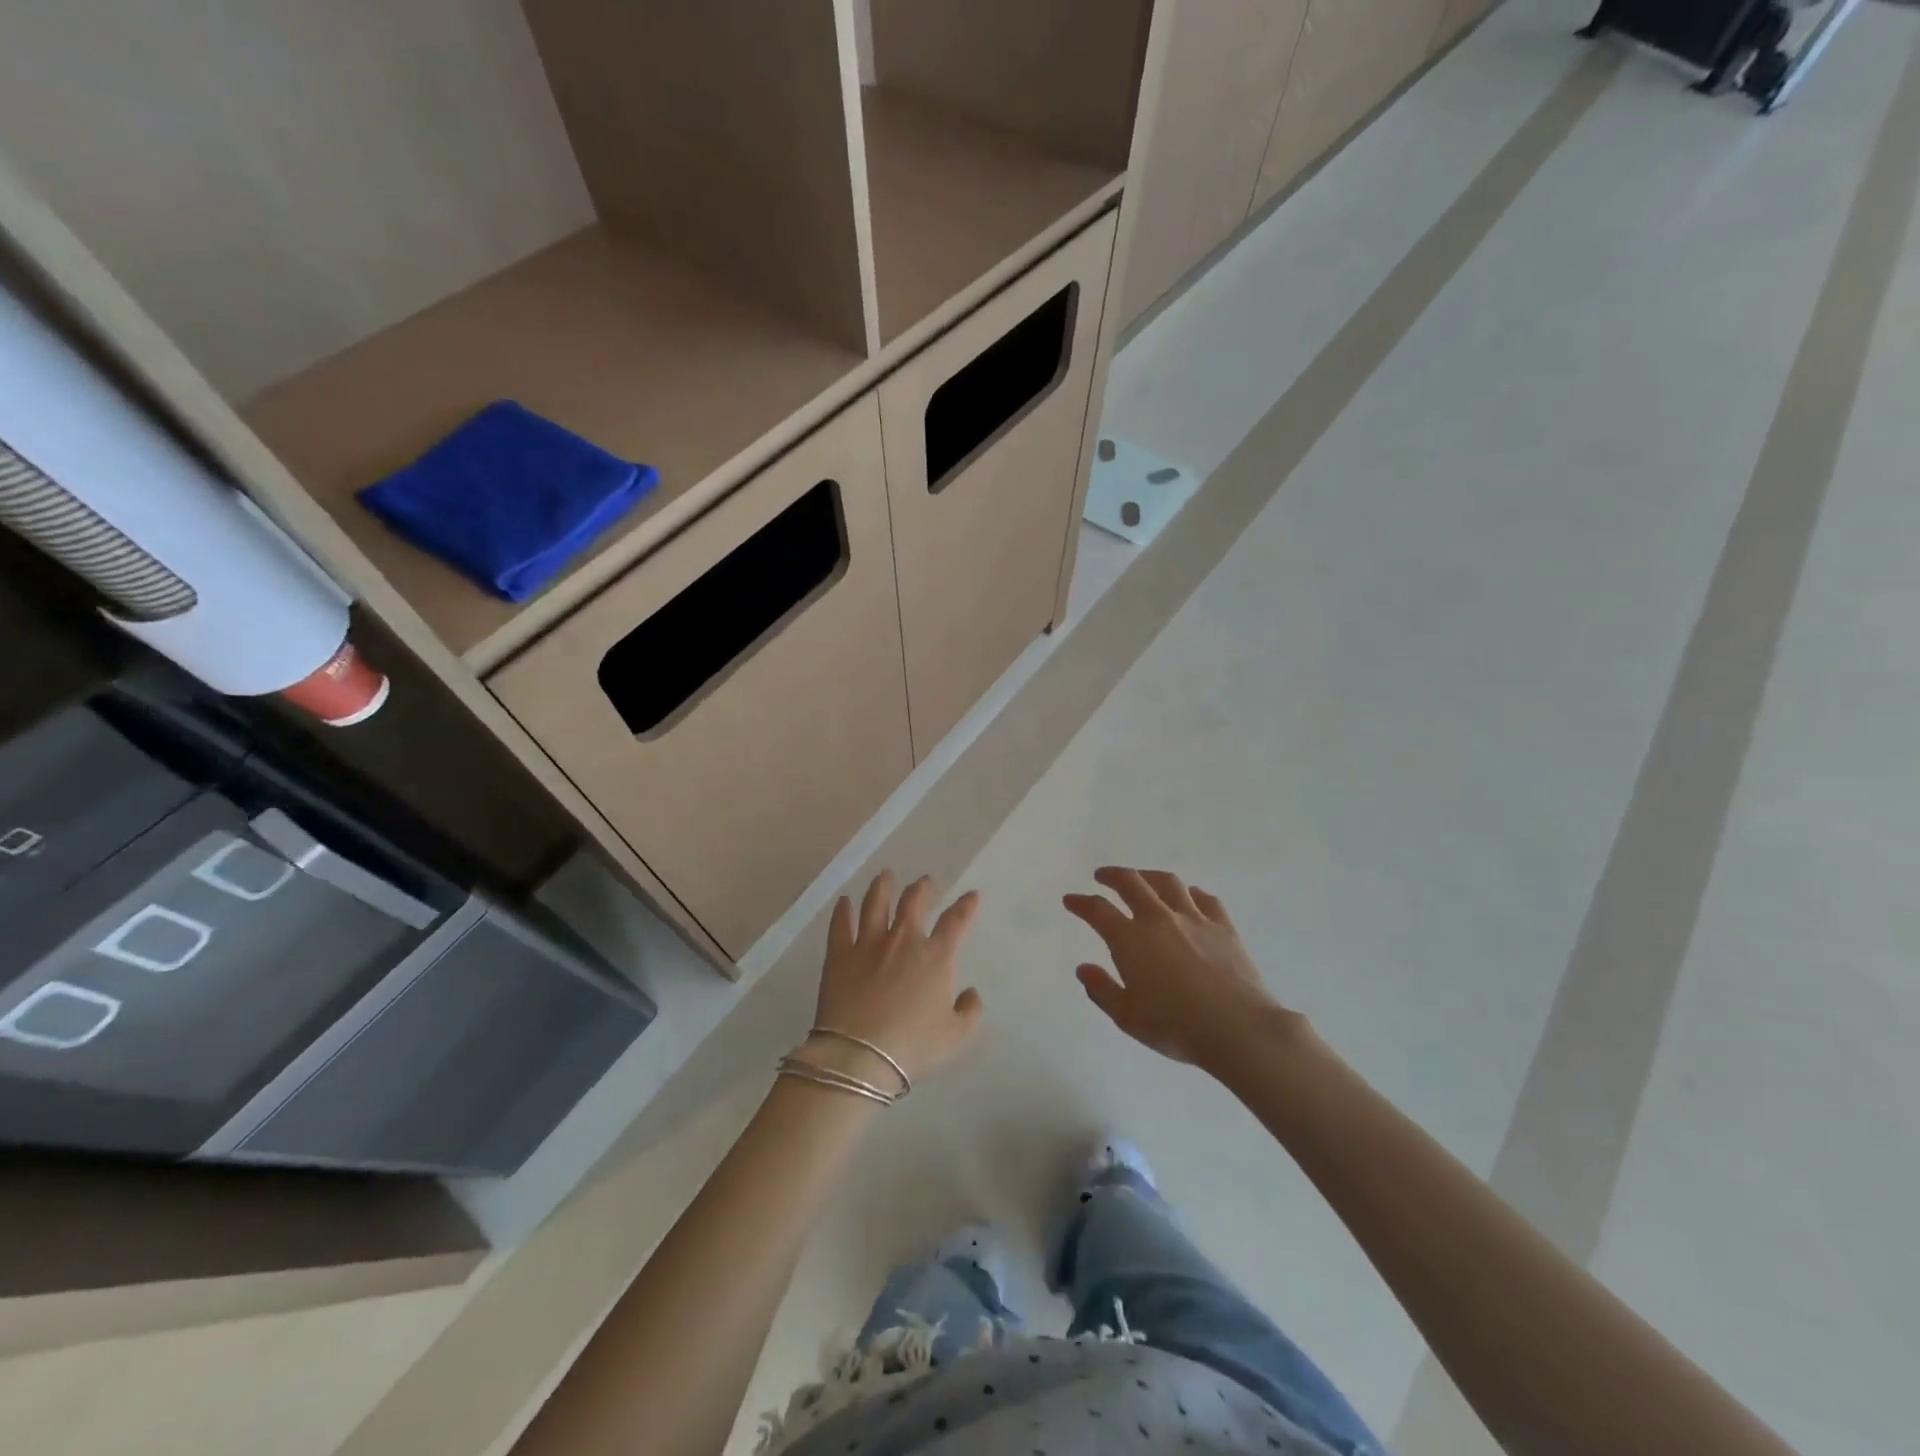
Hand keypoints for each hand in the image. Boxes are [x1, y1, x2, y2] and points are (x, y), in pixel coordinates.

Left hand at [806, 871, 984, 1089]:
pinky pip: (840, 925)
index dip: (966, 906)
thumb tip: (971, 993)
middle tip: (925, 882)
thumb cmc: (913, 1047)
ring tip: (885, 876)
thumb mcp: (955, 1036)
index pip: (956, 921)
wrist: (860, 1055)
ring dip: (882, 887)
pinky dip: (842, 911)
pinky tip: (843, 901)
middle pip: (913, 902)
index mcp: (936, 957)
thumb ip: (970, 1011)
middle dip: (922, 888)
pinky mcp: (839, 955)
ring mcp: (868, 944)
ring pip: (875, 904)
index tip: (971, 895)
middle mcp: (903, 940)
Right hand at [1064, 867, 1297, 1068]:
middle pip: (1132, 883)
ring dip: (1149, 876)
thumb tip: (1083, 968)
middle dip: (1112, 875)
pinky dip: (1191, 893)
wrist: (1238, 1028)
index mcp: (1130, 940)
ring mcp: (1194, 919)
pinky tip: (1189, 897)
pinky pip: (1205, 899)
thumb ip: (1102, 990)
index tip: (1071, 900)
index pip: (1098, 910)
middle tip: (1103, 876)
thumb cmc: (1176, 1027)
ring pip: (1168, 883)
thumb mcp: (1127, 1017)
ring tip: (1143, 878)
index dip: (1081, 902)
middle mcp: (1159, 919)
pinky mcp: (1223, 927)